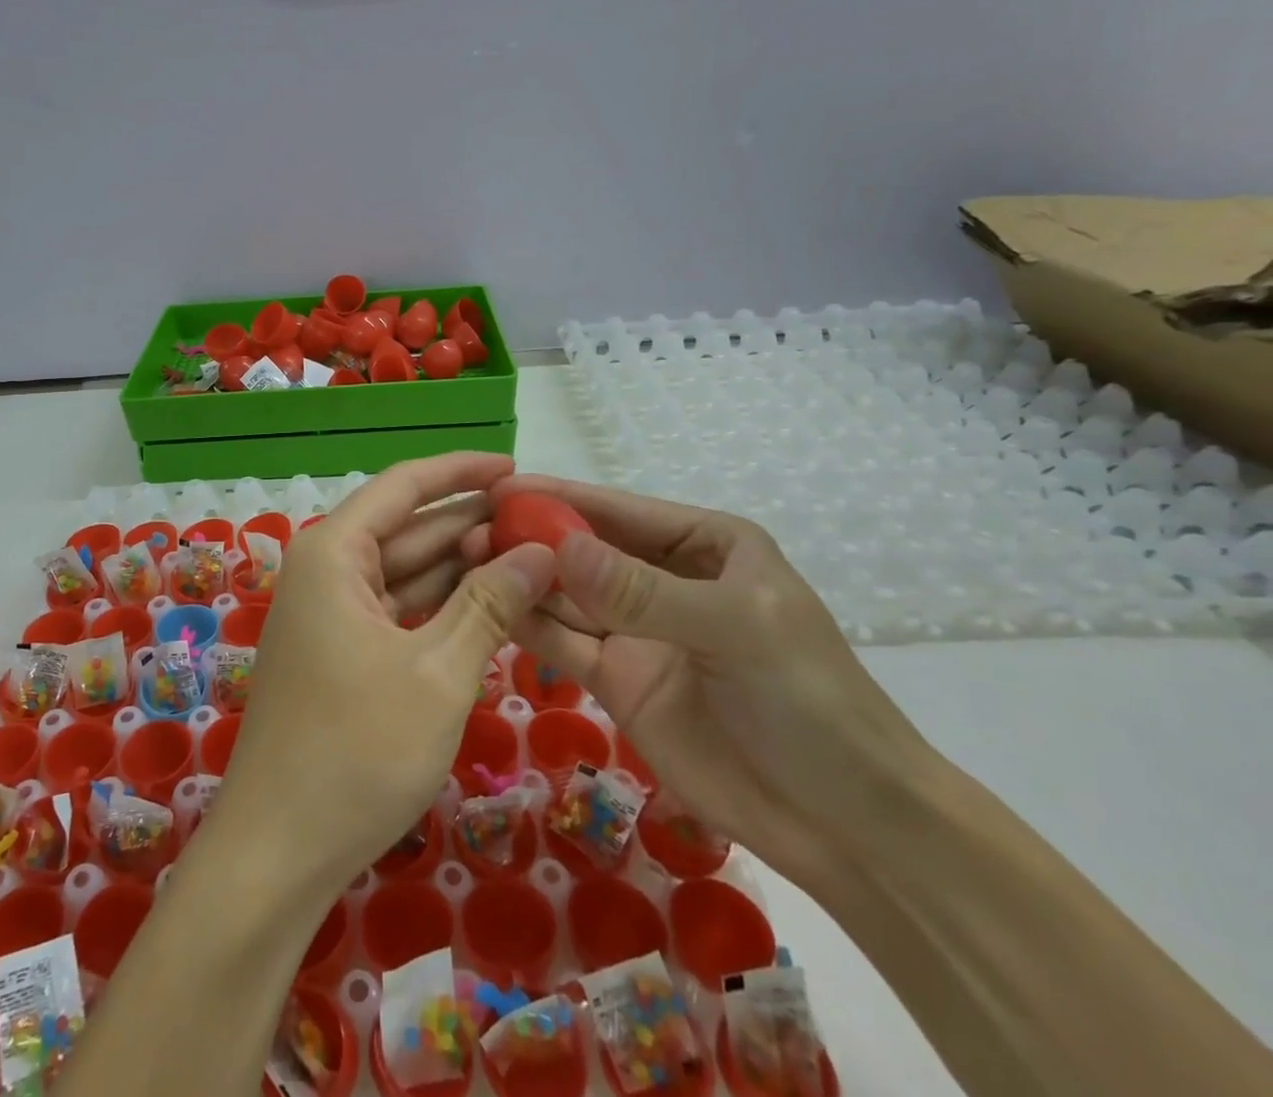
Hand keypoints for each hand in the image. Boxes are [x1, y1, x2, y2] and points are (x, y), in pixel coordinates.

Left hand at [216, 454, 556, 902]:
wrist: (279, 849)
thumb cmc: (357, 750)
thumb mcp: (438, 673)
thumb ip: (490, 604)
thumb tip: (540, 552)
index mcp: (334, 552)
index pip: (404, 486)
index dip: (461, 471)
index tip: (517, 468)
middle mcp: (326, 569)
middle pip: (408, 527)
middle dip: (471, 522)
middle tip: (541, 521)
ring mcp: (331, 612)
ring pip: (405, 571)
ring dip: (461, 565)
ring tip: (530, 557)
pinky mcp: (340, 650)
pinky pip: (397, 609)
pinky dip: (441, 605)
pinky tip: (491, 604)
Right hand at [463, 475, 936, 886]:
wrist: (848, 828)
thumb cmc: (809, 704)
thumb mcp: (735, 631)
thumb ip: (642, 591)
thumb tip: (558, 546)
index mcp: (704, 545)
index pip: (619, 510)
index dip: (560, 496)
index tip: (499, 486)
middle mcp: (662, 578)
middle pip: (584, 549)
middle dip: (530, 537)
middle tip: (468, 528)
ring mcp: (636, 631)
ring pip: (566, 594)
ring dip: (522, 578)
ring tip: (465, 563)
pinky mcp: (617, 680)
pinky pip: (564, 642)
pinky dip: (529, 625)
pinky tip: (490, 608)